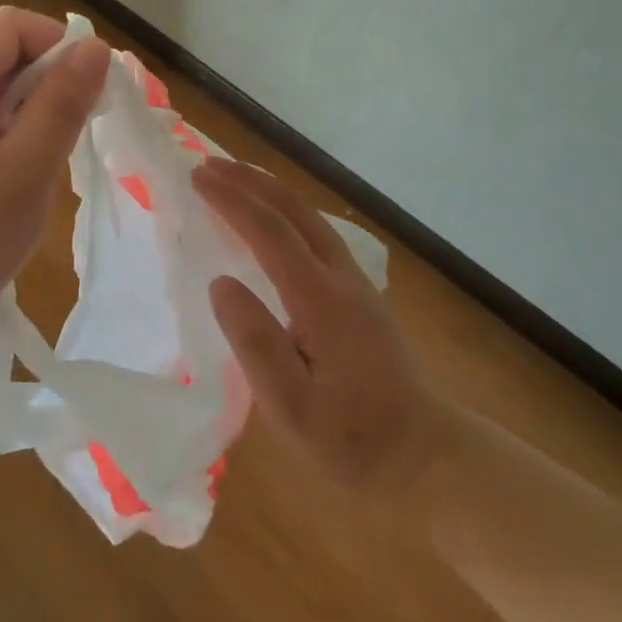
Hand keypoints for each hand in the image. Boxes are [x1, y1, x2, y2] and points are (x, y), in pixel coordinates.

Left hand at [0, 7, 109, 353]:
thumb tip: (95, 48)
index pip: (8, 25)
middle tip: (67, 133)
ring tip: (40, 157)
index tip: (84, 94)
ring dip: (27, 106)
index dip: (56, 45)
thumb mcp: (23, 174)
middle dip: (43, 79)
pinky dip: (5, 125)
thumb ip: (61, 105)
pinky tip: (13, 167)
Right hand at [194, 158, 446, 502]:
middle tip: (207, 164)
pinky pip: (318, 232)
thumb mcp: (291, 408)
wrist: (425, 457)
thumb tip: (221, 283)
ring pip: (310, 217)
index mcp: (321, 300)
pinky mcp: (361, 294)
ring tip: (235, 178)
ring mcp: (356, 283)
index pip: (270, 232)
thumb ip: (255, 343)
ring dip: (270, 191)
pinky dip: (286, 211)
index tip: (197, 178)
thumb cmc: (352, 440)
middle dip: (249, 181)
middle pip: (294, 210)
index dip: (232, 201)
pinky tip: (274, 219)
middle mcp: (341, 278)